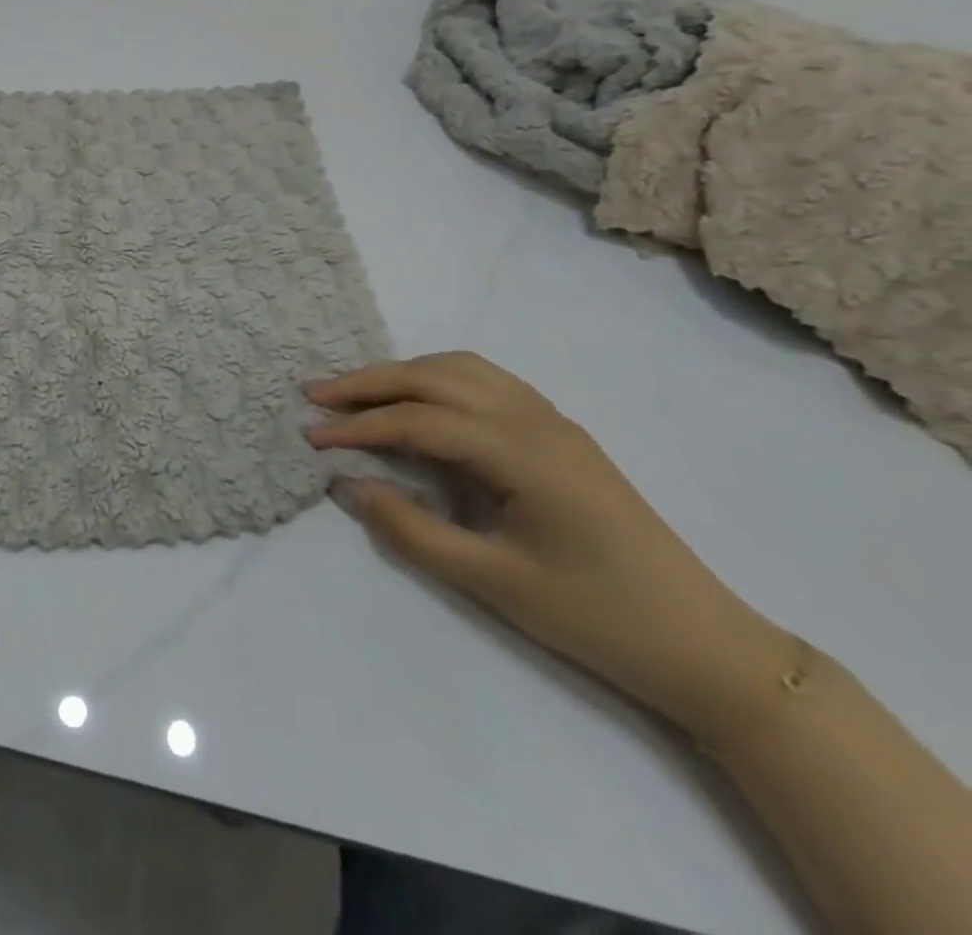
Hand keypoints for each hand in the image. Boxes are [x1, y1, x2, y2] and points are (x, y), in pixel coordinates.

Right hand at [306, 353, 792, 743]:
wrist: (707, 647)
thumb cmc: (597, 617)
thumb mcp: (492, 582)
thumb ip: (410, 528)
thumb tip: (348, 485)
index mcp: (523, 452)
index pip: (419, 420)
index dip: (358, 426)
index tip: (311, 436)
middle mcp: (535, 419)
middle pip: (434, 378)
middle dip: (368, 382)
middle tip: (315, 393)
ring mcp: (552, 422)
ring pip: (461, 370)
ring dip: (403, 374)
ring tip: (357, 393)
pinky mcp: (560, 435)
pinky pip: (487, 383)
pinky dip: (438, 380)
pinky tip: (419, 402)